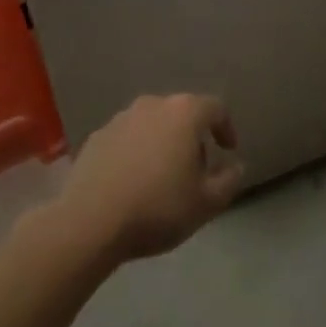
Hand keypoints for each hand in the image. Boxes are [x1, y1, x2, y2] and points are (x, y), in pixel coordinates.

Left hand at [52, 94, 244, 266]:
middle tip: (196, 169)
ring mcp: (121, 118)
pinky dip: (137, 152)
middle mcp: (153, 105)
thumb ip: (228, 181)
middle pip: (182, 113)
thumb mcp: (206, 204)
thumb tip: (235, 166)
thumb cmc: (157, 208)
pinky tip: (133, 181)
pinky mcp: (97, 136)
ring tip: (163, 176)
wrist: (90, 221)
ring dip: (163, 142)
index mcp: (184, 113)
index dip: (226, 127)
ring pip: (152, 124)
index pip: (215, 108)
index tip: (228, 151)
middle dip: (193, 137)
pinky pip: (128, 138)